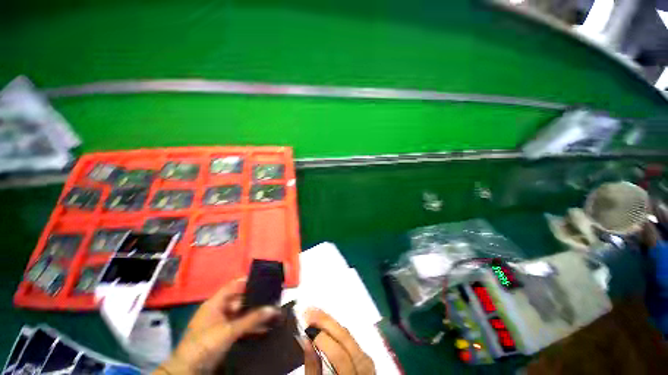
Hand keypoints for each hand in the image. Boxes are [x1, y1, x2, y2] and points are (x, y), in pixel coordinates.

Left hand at [155, 278, 278, 374]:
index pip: (234, 285)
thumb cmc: (205, 343)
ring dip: (255, 314)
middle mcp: (219, 310)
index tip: (265, 279)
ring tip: (272, 312)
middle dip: (256, 299)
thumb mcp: (229, 330)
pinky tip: (264, 328)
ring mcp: (221, 323)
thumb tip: (273, 308)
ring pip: (242, 314)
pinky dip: (251, 326)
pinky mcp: (223, 335)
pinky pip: (240, 326)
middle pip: (240, 299)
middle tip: (273, 297)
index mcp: (215, 303)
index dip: (248, 281)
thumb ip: (251, 319)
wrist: (189, 369)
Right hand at [303, 308, 374, 374]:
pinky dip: (337, 328)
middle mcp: (363, 366)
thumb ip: (313, 368)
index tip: (307, 327)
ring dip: (330, 321)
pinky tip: (327, 322)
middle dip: (326, 321)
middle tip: (309, 311)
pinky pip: (350, 336)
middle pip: (345, 337)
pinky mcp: (365, 354)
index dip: (323, 339)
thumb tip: (307, 341)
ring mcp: (366, 359)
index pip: (339, 355)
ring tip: (316, 313)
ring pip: (348, 334)